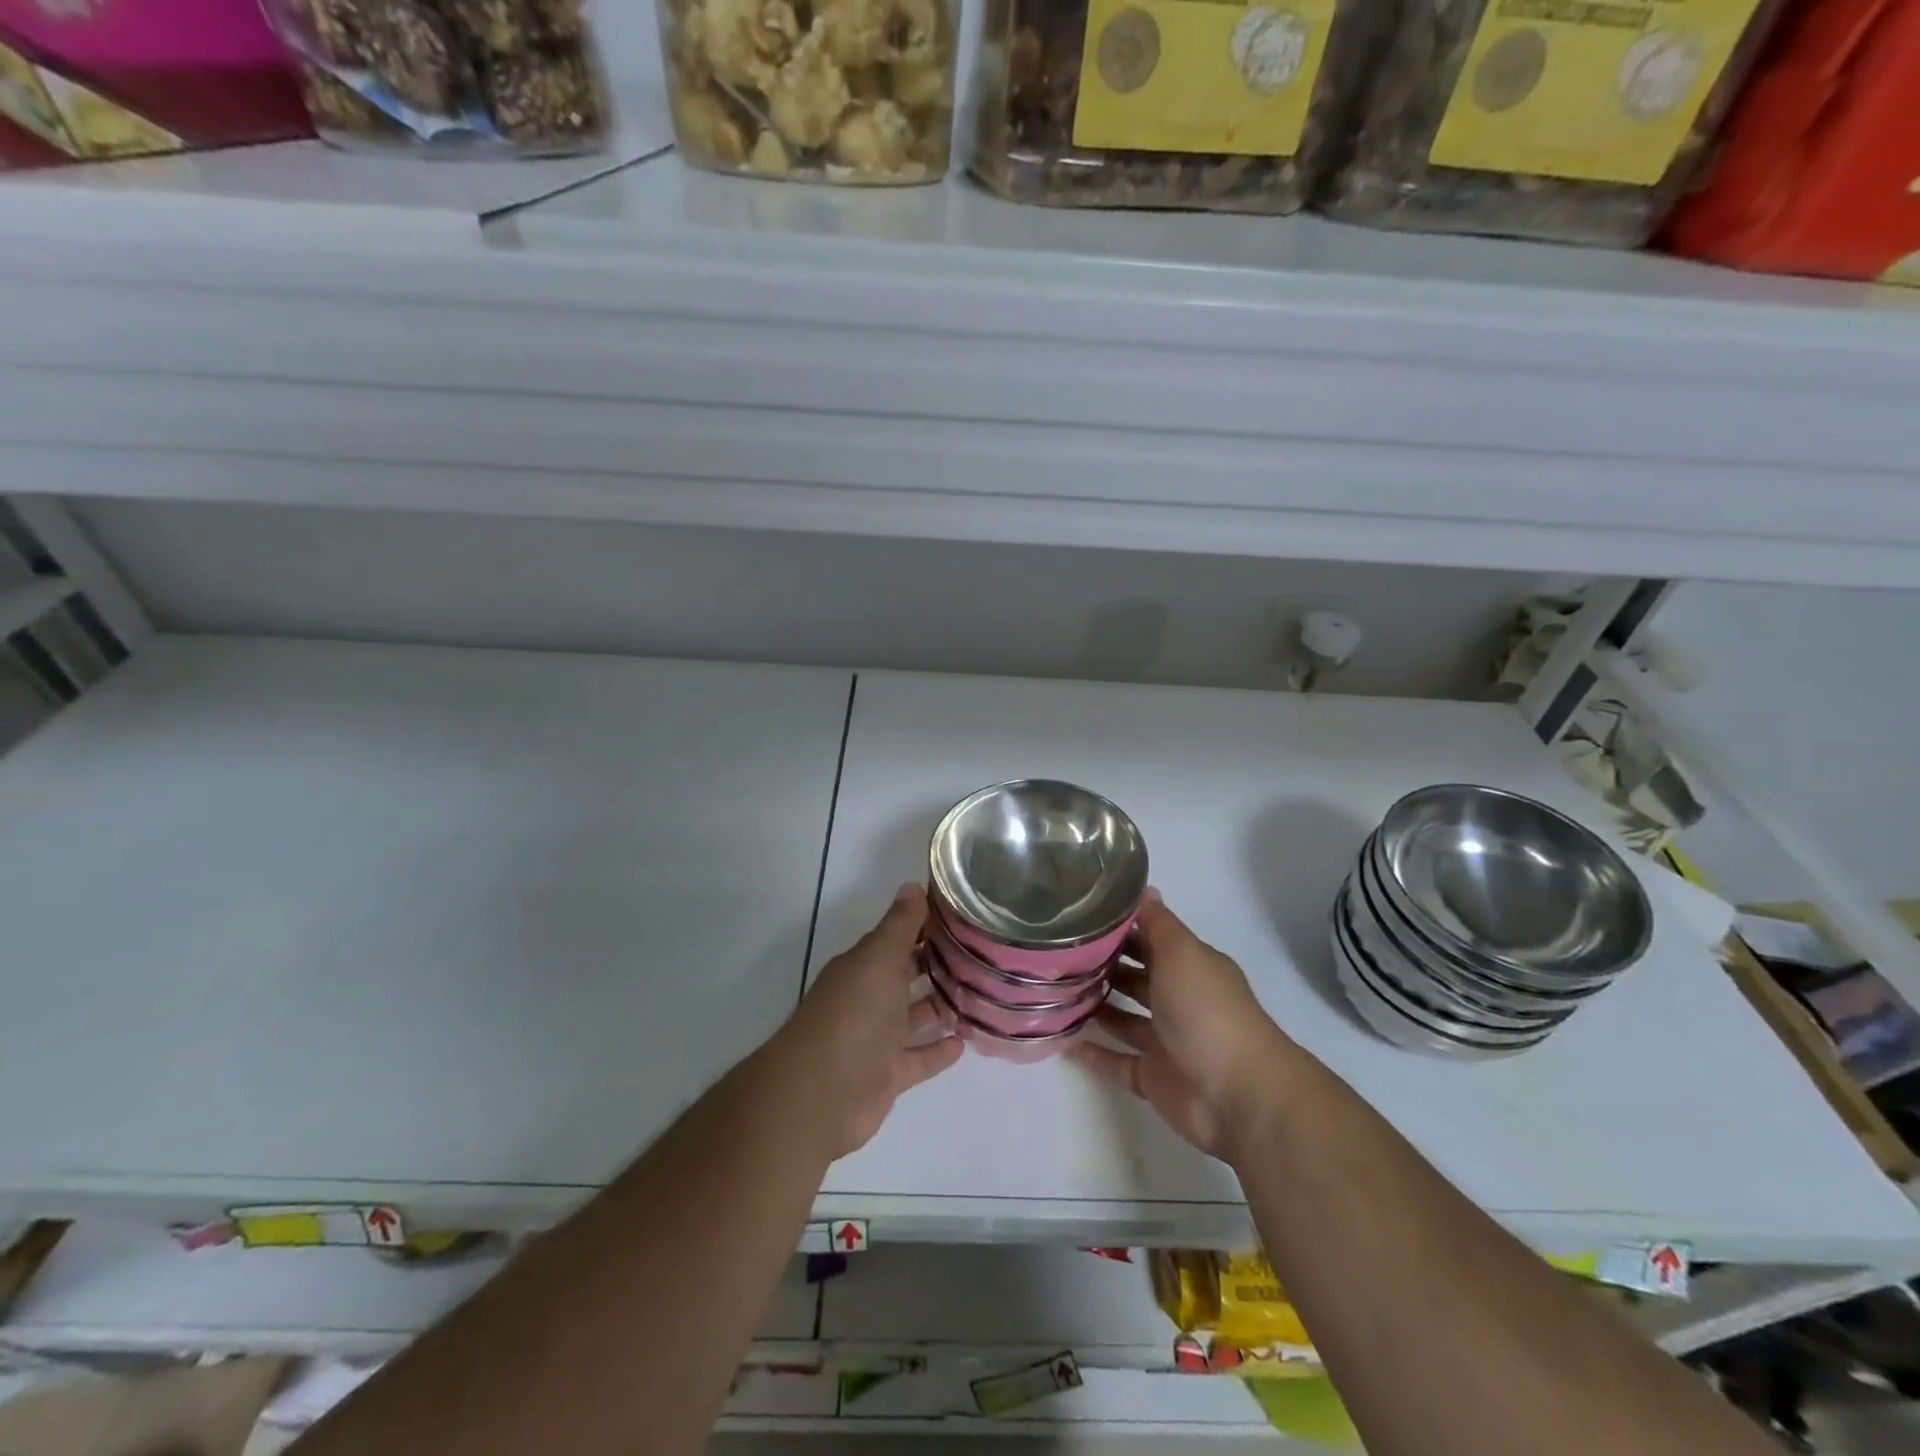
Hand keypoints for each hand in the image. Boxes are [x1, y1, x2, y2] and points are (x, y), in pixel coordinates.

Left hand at [778, 884, 963, 1159]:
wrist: (821, 1094)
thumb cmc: (853, 1014)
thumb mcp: (879, 958)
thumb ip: (899, 925)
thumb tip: (912, 885)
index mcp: (864, 966)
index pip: (898, 938)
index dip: (927, 925)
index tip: (964, 916)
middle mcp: (869, 998)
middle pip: (906, 975)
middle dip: (937, 964)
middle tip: (982, 953)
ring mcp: (877, 1039)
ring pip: (914, 1017)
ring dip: (941, 1006)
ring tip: (982, 993)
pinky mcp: (888, 1076)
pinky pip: (918, 1059)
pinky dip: (938, 1050)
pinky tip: (965, 1042)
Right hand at [1070, 892, 1292, 1160]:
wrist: (1237, 1095)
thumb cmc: (1207, 1011)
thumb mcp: (1183, 953)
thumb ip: (1159, 923)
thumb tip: (1145, 888)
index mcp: (1190, 967)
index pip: (1150, 939)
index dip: (1119, 929)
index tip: (1079, 917)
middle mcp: (1178, 1000)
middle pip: (1135, 977)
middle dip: (1102, 966)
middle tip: (1056, 954)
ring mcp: (1165, 1041)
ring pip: (1123, 1018)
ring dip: (1095, 1006)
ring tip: (1052, 992)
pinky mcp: (1153, 1078)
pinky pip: (1117, 1061)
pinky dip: (1094, 1053)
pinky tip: (1062, 1041)